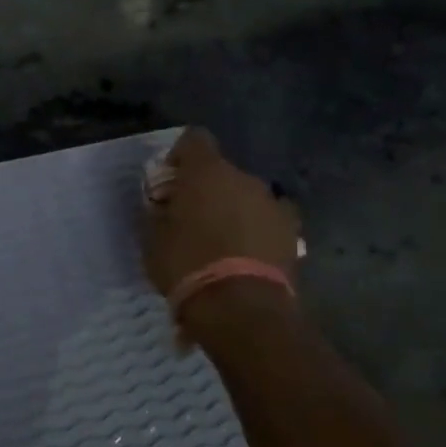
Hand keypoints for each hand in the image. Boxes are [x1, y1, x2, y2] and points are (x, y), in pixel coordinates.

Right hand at [141, 128, 302, 297]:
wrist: (241, 307)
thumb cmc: (187, 265)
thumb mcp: (152, 239)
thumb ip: (157, 213)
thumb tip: (162, 206)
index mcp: (206, 171)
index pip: (194, 139)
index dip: (181, 156)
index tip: (171, 181)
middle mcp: (244, 177)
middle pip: (222, 171)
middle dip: (207, 189)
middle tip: (192, 219)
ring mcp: (273, 203)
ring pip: (246, 196)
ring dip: (234, 210)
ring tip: (221, 243)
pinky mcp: (292, 232)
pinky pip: (268, 220)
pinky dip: (257, 230)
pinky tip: (247, 255)